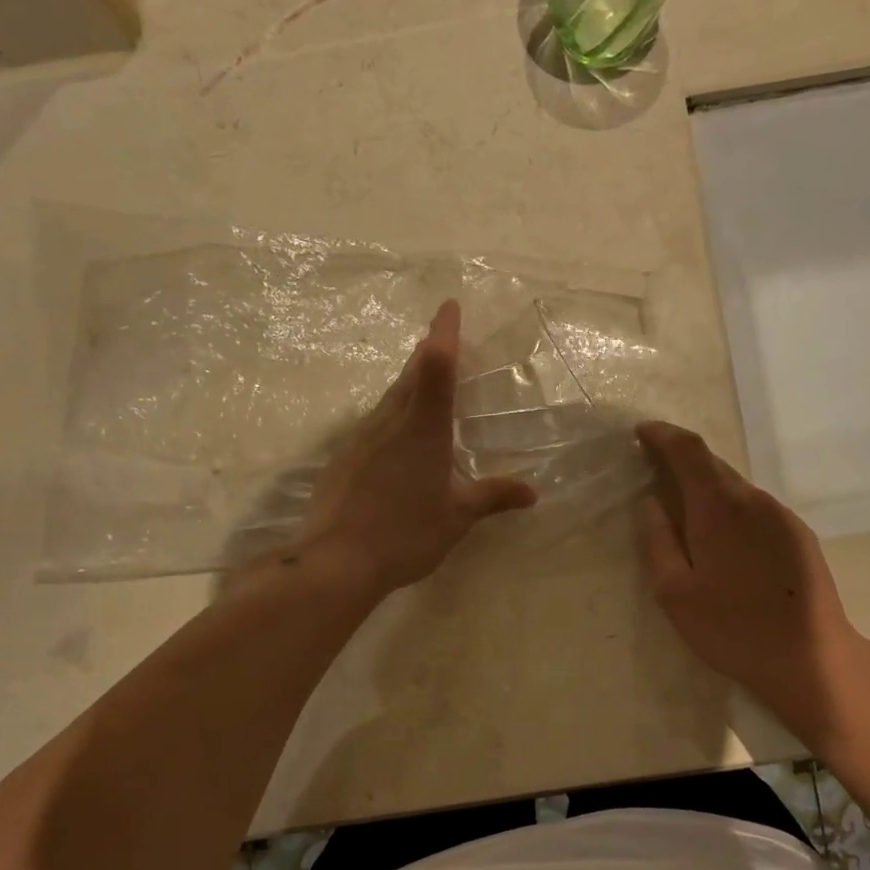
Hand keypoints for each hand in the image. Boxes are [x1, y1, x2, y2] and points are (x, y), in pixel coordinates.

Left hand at [302, 301, 535, 593]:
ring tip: (422, 385)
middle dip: (427, 354)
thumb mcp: (457, 517)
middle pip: (409, 376)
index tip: (449, 307)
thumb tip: (533, 491)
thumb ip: (493, 497)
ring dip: (407, 385)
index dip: (444, 334)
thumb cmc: (405, 534)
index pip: (436, 367)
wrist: (336, 561)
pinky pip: (373, 426)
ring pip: (389, 400)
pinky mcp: (343, 460)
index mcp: (423, 430)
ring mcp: (360, 440)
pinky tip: (394, 439)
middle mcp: (389, 424)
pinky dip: (390, 418)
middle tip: (439, 341)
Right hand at [636, 421, 862, 748]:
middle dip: (681, 459)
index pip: (688, 451)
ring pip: (736, 487)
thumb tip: (651, 504)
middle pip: (713, 464)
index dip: (663, 436)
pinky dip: (731, 506)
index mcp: (718, 508)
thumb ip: (657, 541)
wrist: (811, 658)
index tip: (641, 433)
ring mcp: (781, 516)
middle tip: (654, 469)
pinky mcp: (799, 535)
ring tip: (685, 508)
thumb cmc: (732, 628)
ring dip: (707, 486)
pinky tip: (724, 537)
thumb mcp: (675, 593)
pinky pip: (756, 507)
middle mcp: (753, 500)